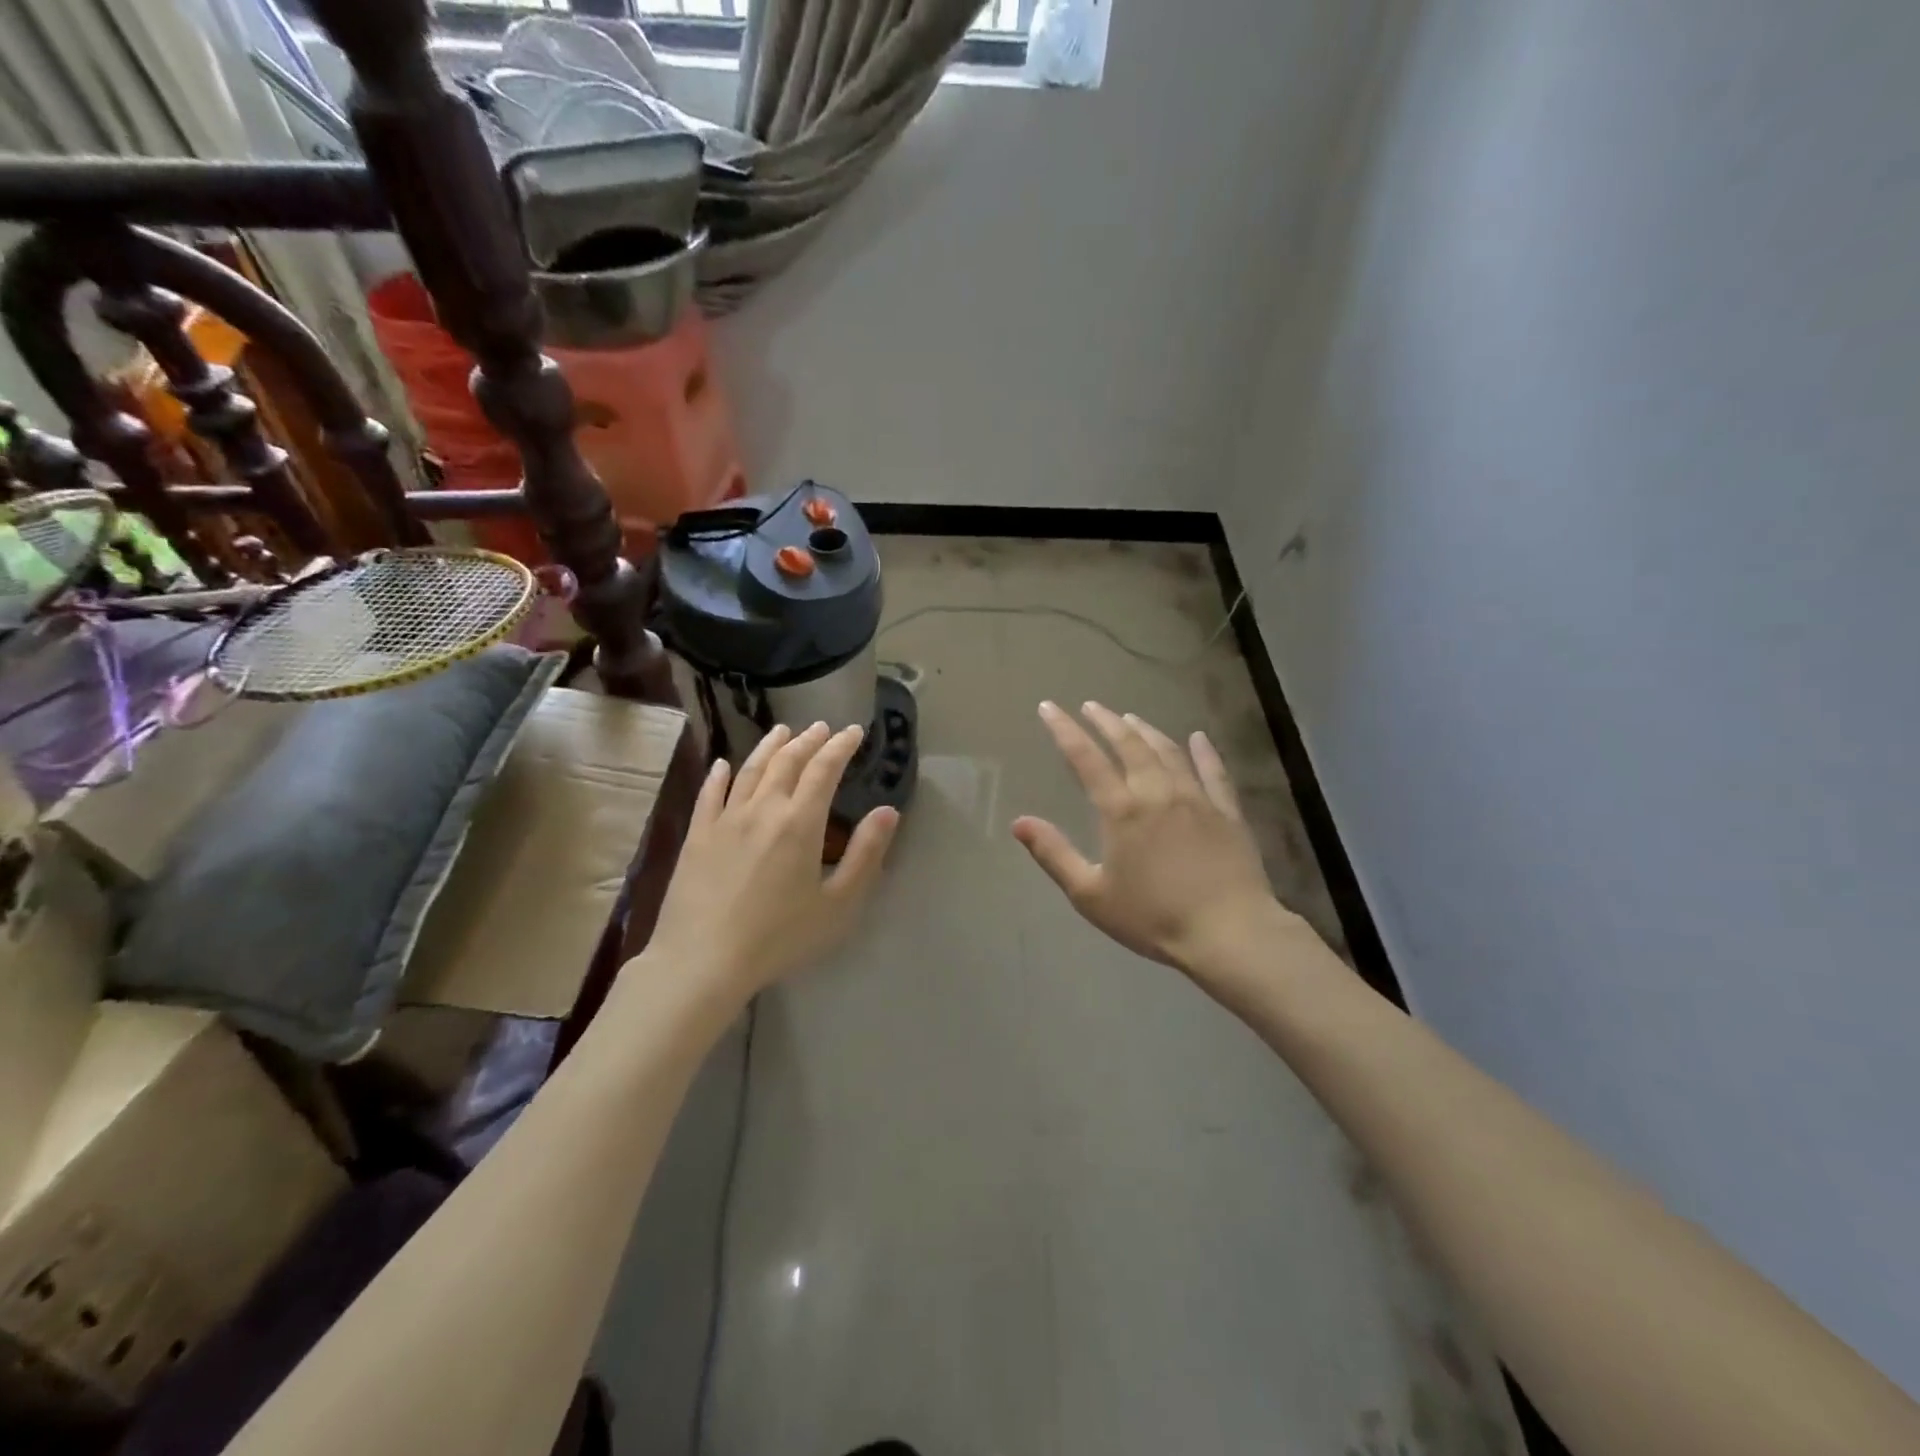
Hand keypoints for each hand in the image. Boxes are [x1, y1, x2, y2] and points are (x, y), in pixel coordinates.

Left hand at [644, 722, 899, 1001]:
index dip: (841, 746)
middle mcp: (762, 809)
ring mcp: (725, 819)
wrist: (703, 961)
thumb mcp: (839, 904)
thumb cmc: (780, 937)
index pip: (824, 769)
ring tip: (782, 730)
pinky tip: (723, 764)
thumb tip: (888, 811)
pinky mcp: (697, 836)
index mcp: (800, 822)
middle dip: (809, 740)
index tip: (854, 731)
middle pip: (787, 761)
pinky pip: (709, 794)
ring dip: (770, 746)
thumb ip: (866, 854)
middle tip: (823, 727)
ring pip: (750, 769)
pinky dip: (719, 775)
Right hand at [1013, 702, 1289, 977]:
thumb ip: (1054, 854)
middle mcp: (1158, 792)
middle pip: (1129, 745)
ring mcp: (1197, 798)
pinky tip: (1199, 737)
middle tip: (1091, 706)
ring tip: (1131, 718)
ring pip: (1168, 752)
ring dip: (1147, 731)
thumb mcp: (1090, 894)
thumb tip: (1019, 822)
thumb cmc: (1153, 918)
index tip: (1049, 707)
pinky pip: (1214, 772)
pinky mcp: (1228, 813)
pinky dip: (1204, 752)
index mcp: (1122, 810)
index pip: (1086, 759)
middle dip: (1106, 722)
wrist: (1229, 933)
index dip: (1064, 730)